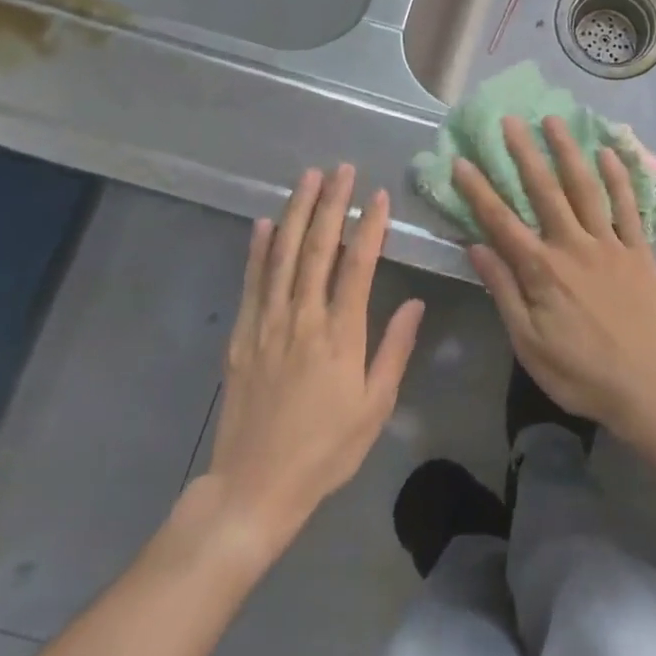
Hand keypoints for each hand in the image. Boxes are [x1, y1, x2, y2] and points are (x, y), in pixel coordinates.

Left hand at [194, 165, 422, 563]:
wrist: (255, 486)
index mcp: (340, 335)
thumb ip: (394, 349)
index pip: (358, 266)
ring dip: (295, 212)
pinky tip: (263, 223)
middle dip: (330, 204)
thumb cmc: (326, 449)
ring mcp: (266, 323)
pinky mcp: (241, 335)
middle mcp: (302, 319)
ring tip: (306, 178)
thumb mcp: (375, 406)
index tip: (378, 196)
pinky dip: (257, 249)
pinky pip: (251, 282)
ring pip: (282, 255)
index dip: (369, 227)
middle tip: (340, 168)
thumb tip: (414, 302)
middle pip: (317, 248)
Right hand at [454, 117, 655, 442]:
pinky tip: (608, 153)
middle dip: (524, 153)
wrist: (648, 387)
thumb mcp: (528, 342)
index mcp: (542, 270)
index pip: (501, 222)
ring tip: (554, 121)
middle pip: (544, 191)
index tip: (462, 160)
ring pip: (586, 188)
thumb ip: (503, 291)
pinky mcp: (639, 250)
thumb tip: (476, 247)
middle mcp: (574, 246)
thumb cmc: (581, 373)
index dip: (479, 190)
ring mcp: (610, 244)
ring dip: (568, 152)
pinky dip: (618, 177)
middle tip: (510, 120)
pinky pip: (628, 206)